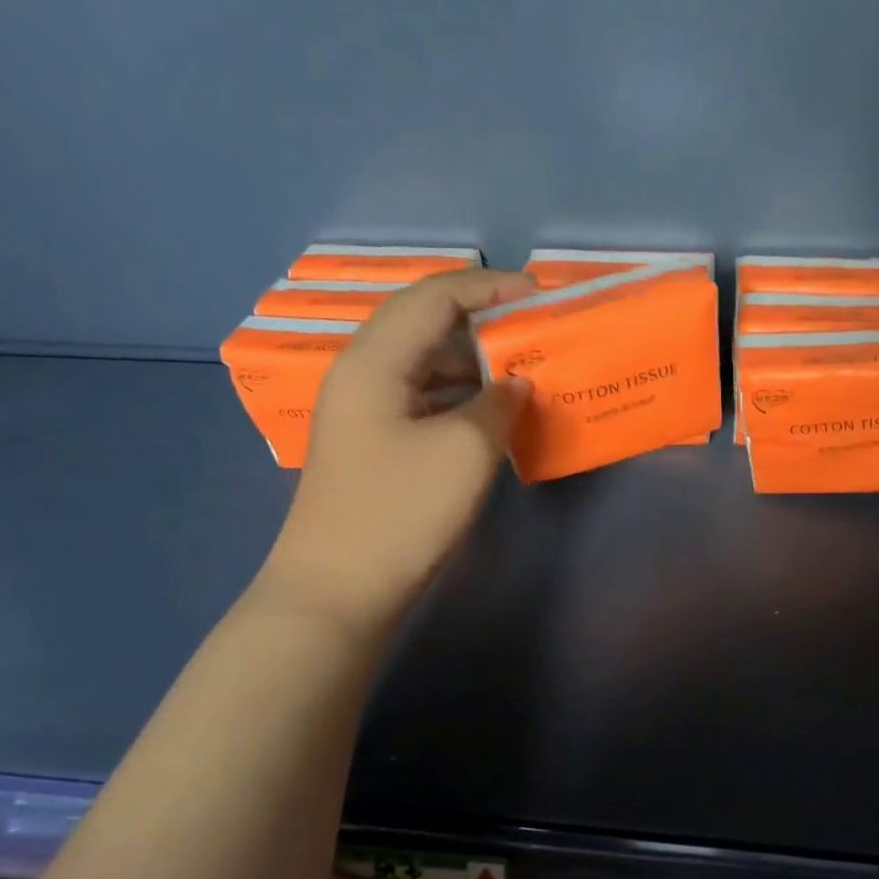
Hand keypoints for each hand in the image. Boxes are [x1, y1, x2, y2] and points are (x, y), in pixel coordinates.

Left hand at [258, 268, 533, 634]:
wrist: (337, 592)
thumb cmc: (401, 512)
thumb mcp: (466, 450)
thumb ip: (500, 403)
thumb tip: (517, 383)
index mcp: (376, 360)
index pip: (436, 295)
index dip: (491, 286)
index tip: (541, 293)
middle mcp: (363, 371)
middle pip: (425, 319)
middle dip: (483, 315)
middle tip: (534, 323)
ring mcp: (364, 408)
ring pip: (423, 358)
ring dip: (473, 355)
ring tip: (523, 363)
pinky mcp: (373, 439)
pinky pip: (422, 393)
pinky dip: (459, 390)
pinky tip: (492, 407)